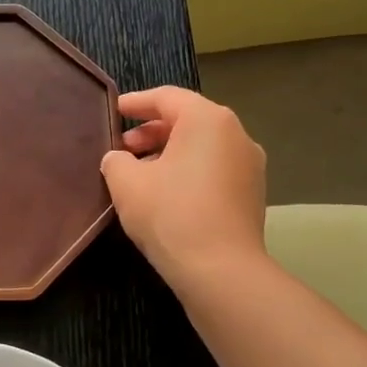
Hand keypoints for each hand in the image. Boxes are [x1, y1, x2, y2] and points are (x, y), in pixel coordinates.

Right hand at [101, 87, 268, 298]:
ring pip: (202, 147)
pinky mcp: (251, 193)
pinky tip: (166, 194)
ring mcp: (249, 165)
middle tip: (123, 148)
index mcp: (207, 120)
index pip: (167, 97)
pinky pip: (214, 169)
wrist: (220, 269)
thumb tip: (118, 159)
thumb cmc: (170, 214)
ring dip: (169, 154)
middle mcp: (235, 134)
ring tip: (140, 173)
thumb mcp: (127, 184)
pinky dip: (188, 171)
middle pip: (188, 121)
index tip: (115, 109)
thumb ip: (116, 161)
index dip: (136, 102)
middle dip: (152, 132)